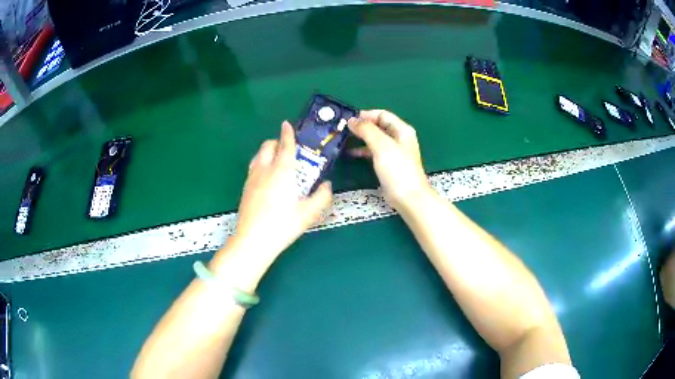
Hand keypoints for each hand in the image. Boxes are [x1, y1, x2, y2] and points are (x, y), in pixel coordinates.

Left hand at [230, 121, 332, 262]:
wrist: (253, 240)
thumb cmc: (283, 225)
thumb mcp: (308, 213)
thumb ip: (321, 197)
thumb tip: (327, 185)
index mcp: (282, 171)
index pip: (285, 146)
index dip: (287, 133)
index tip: (287, 124)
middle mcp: (265, 170)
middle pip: (267, 146)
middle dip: (276, 141)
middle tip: (286, 147)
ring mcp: (252, 179)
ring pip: (258, 156)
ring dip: (266, 151)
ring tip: (276, 159)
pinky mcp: (245, 189)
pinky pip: (253, 168)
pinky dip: (260, 163)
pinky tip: (266, 177)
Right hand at [348, 110, 429, 211]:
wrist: (408, 197)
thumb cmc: (397, 169)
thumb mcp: (381, 146)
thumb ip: (367, 130)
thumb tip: (352, 120)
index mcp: (402, 129)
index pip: (382, 114)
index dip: (365, 115)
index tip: (349, 120)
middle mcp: (399, 137)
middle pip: (378, 125)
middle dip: (362, 126)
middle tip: (343, 129)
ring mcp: (394, 151)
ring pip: (375, 138)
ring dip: (361, 137)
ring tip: (344, 139)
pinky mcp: (389, 163)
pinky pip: (374, 151)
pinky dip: (363, 150)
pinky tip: (351, 153)